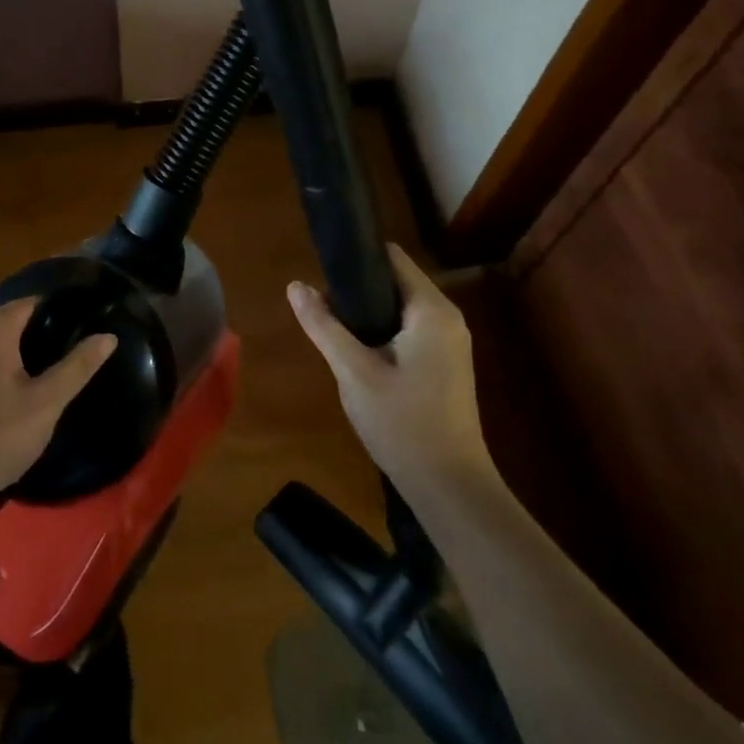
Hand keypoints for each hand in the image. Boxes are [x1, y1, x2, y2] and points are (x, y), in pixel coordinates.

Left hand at [0, 299, 116, 515]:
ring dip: (15, 358)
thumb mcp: (46, 402)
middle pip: (9, 324)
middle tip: (66, 359)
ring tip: (43, 380)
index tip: (80, 329)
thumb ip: (78, 366)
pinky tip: (8, 400)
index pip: (30, 304)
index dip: (58, 313)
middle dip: (37, 337)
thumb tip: (108, 337)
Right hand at [288, 243, 496, 493]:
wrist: (449, 486)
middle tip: (319, 306)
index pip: (392, 258)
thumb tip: (295, 286)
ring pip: (399, 307)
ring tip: (330, 326)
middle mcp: (447, 318)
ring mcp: (449, 342)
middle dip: (356, 288)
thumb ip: (324, 326)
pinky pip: (408, 329)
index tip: (321, 267)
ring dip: (366, 312)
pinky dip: (381, 330)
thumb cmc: (402, 424)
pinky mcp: (444, 363)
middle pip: (395, 281)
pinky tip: (355, 351)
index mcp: (432, 311)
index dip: (356, 257)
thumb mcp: (353, 372)